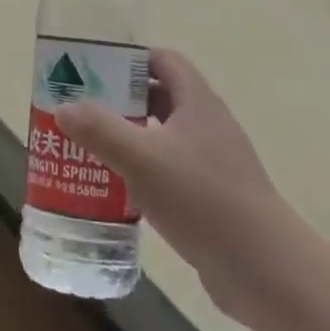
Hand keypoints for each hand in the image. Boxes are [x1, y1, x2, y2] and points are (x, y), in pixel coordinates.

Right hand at [55, 48, 283, 318]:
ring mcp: (214, 163)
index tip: (94, 70)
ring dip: (130, 139)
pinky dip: (144, 173)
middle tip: (83, 110)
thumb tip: (63, 107)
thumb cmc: (203, 199)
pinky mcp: (214, 197)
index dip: (129, 60)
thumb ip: (100, 130)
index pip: (163, 60)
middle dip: (121, 101)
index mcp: (197, 102)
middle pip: (160, 98)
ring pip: (164, 137)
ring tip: (91, 149)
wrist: (265, 271)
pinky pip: (171, 172)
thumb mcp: (142, 159)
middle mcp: (208, 125)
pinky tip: (119, 191)